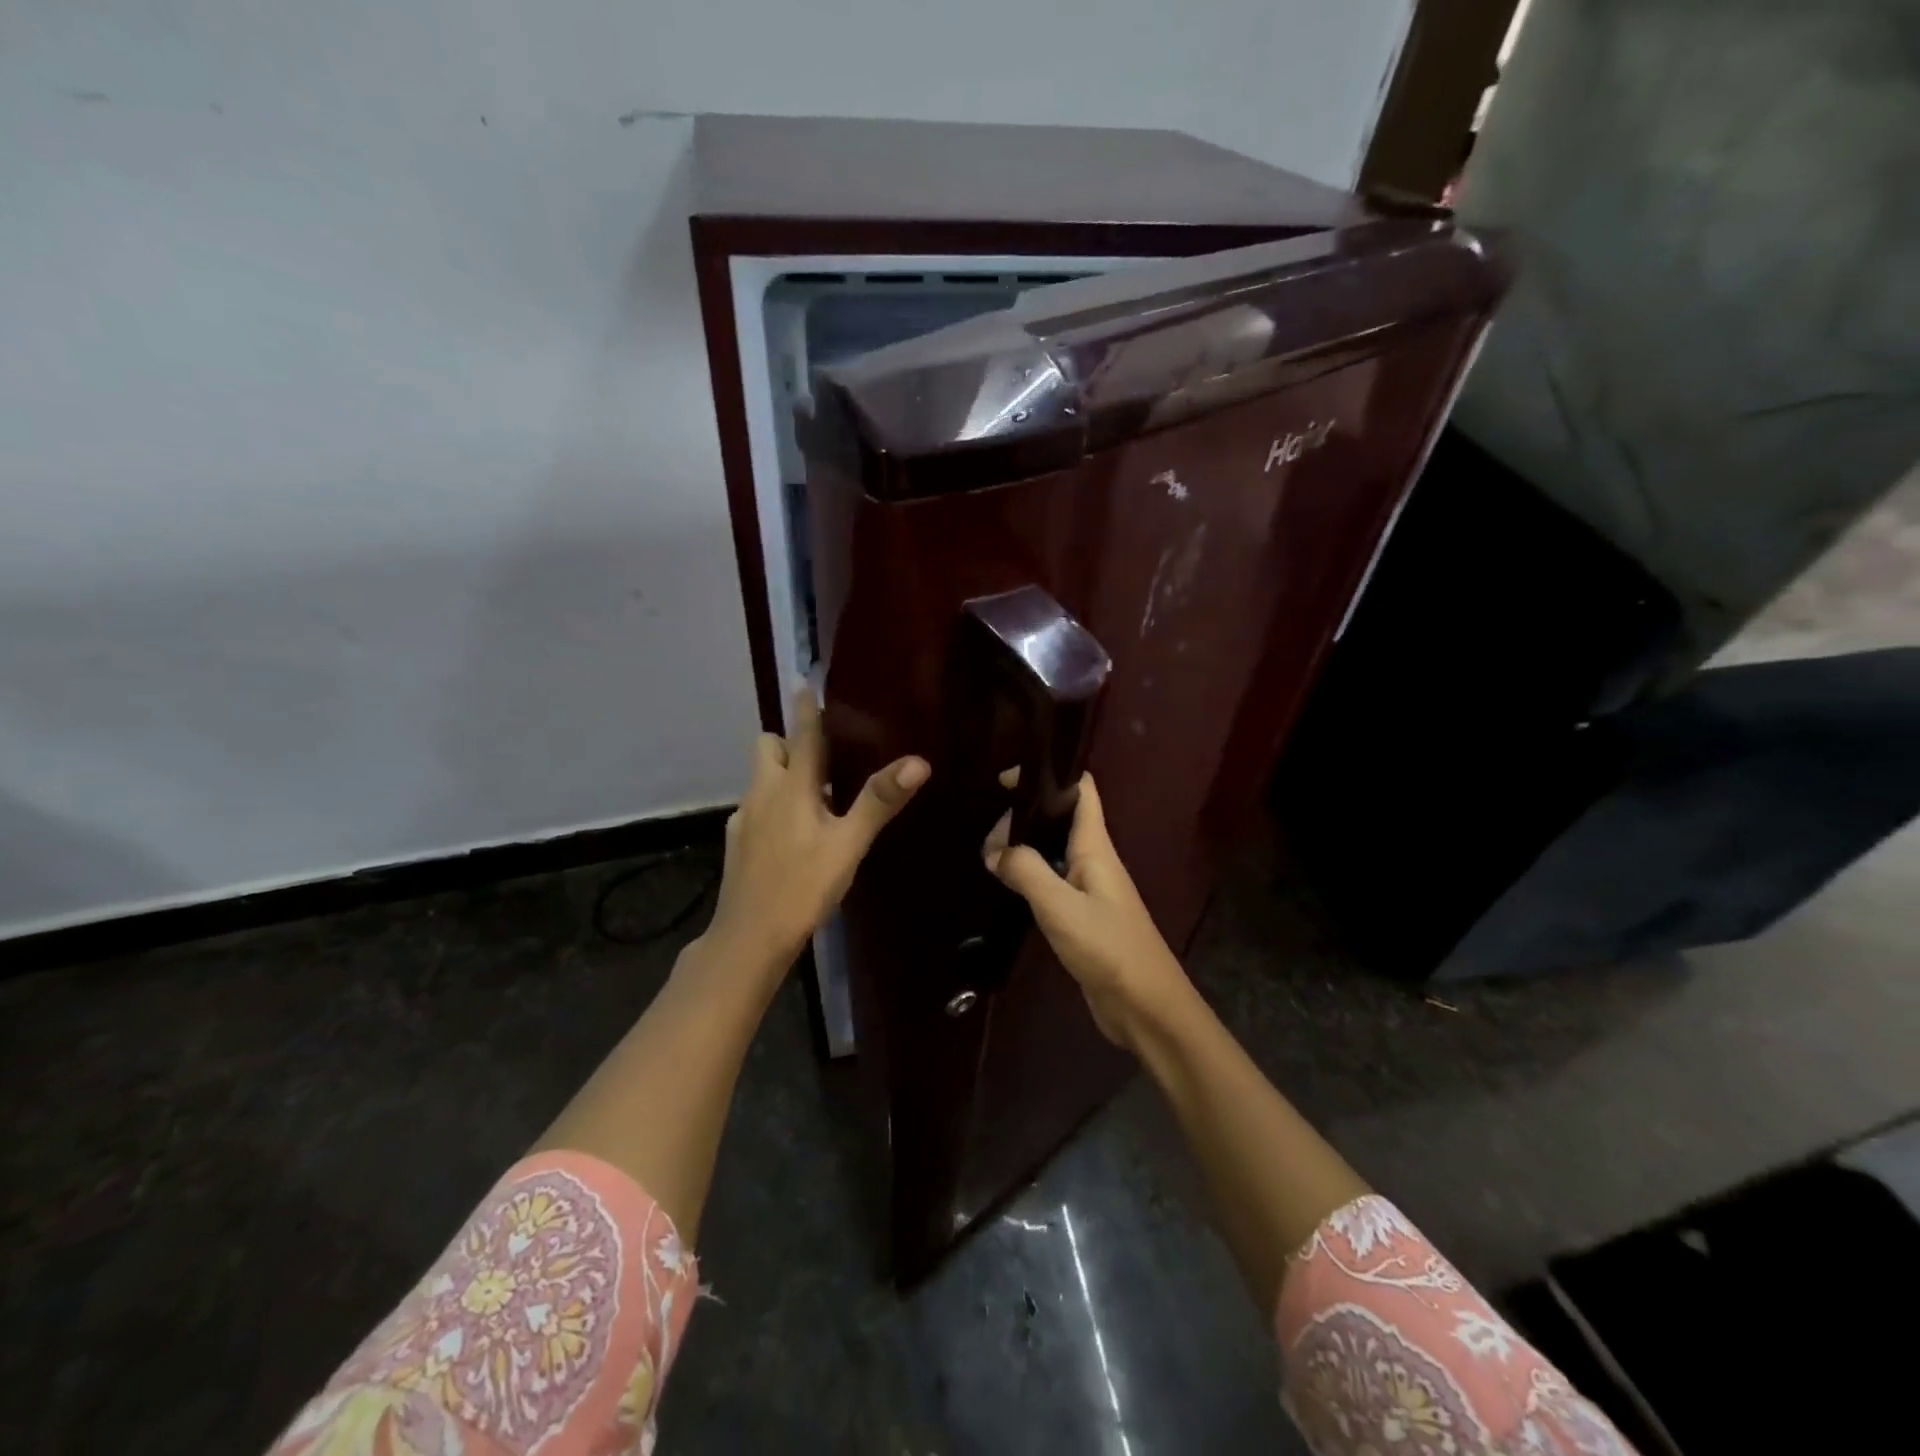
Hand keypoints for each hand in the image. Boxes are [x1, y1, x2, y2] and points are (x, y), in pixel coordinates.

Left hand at [707, 685, 928, 970]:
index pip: (801, 733)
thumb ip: (879, 801)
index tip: (808, 682)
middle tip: (825, 752)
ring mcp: (744, 818)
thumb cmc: (803, 886)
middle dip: (790, 740)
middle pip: (769, 747)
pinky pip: (757, 807)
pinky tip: (794, 833)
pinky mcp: (737, 842)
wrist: (749, 938)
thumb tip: (918, 761)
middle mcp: (762, 792)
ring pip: (762, 778)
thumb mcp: (848, 844)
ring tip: (817, 792)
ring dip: (783, 773)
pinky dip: (774, 805)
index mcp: (791, 786)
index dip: (807, 708)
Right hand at [984, 774, 1193, 1050]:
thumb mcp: (1060, 906)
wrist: (1145, 1007)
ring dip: (1025, 847)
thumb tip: (995, 850)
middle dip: (1025, 816)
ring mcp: (1090, 890)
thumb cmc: (1108, 948)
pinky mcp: (1083, 918)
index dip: (1052, 775)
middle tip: (987, 832)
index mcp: (1096, 847)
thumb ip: (1026, 871)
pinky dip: (1029, 877)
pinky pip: (1052, 883)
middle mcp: (1094, 861)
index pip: (1082, 791)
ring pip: (1054, 852)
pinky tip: (1007, 886)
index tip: (1010, 778)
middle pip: (1061, 820)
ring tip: (988, 852)